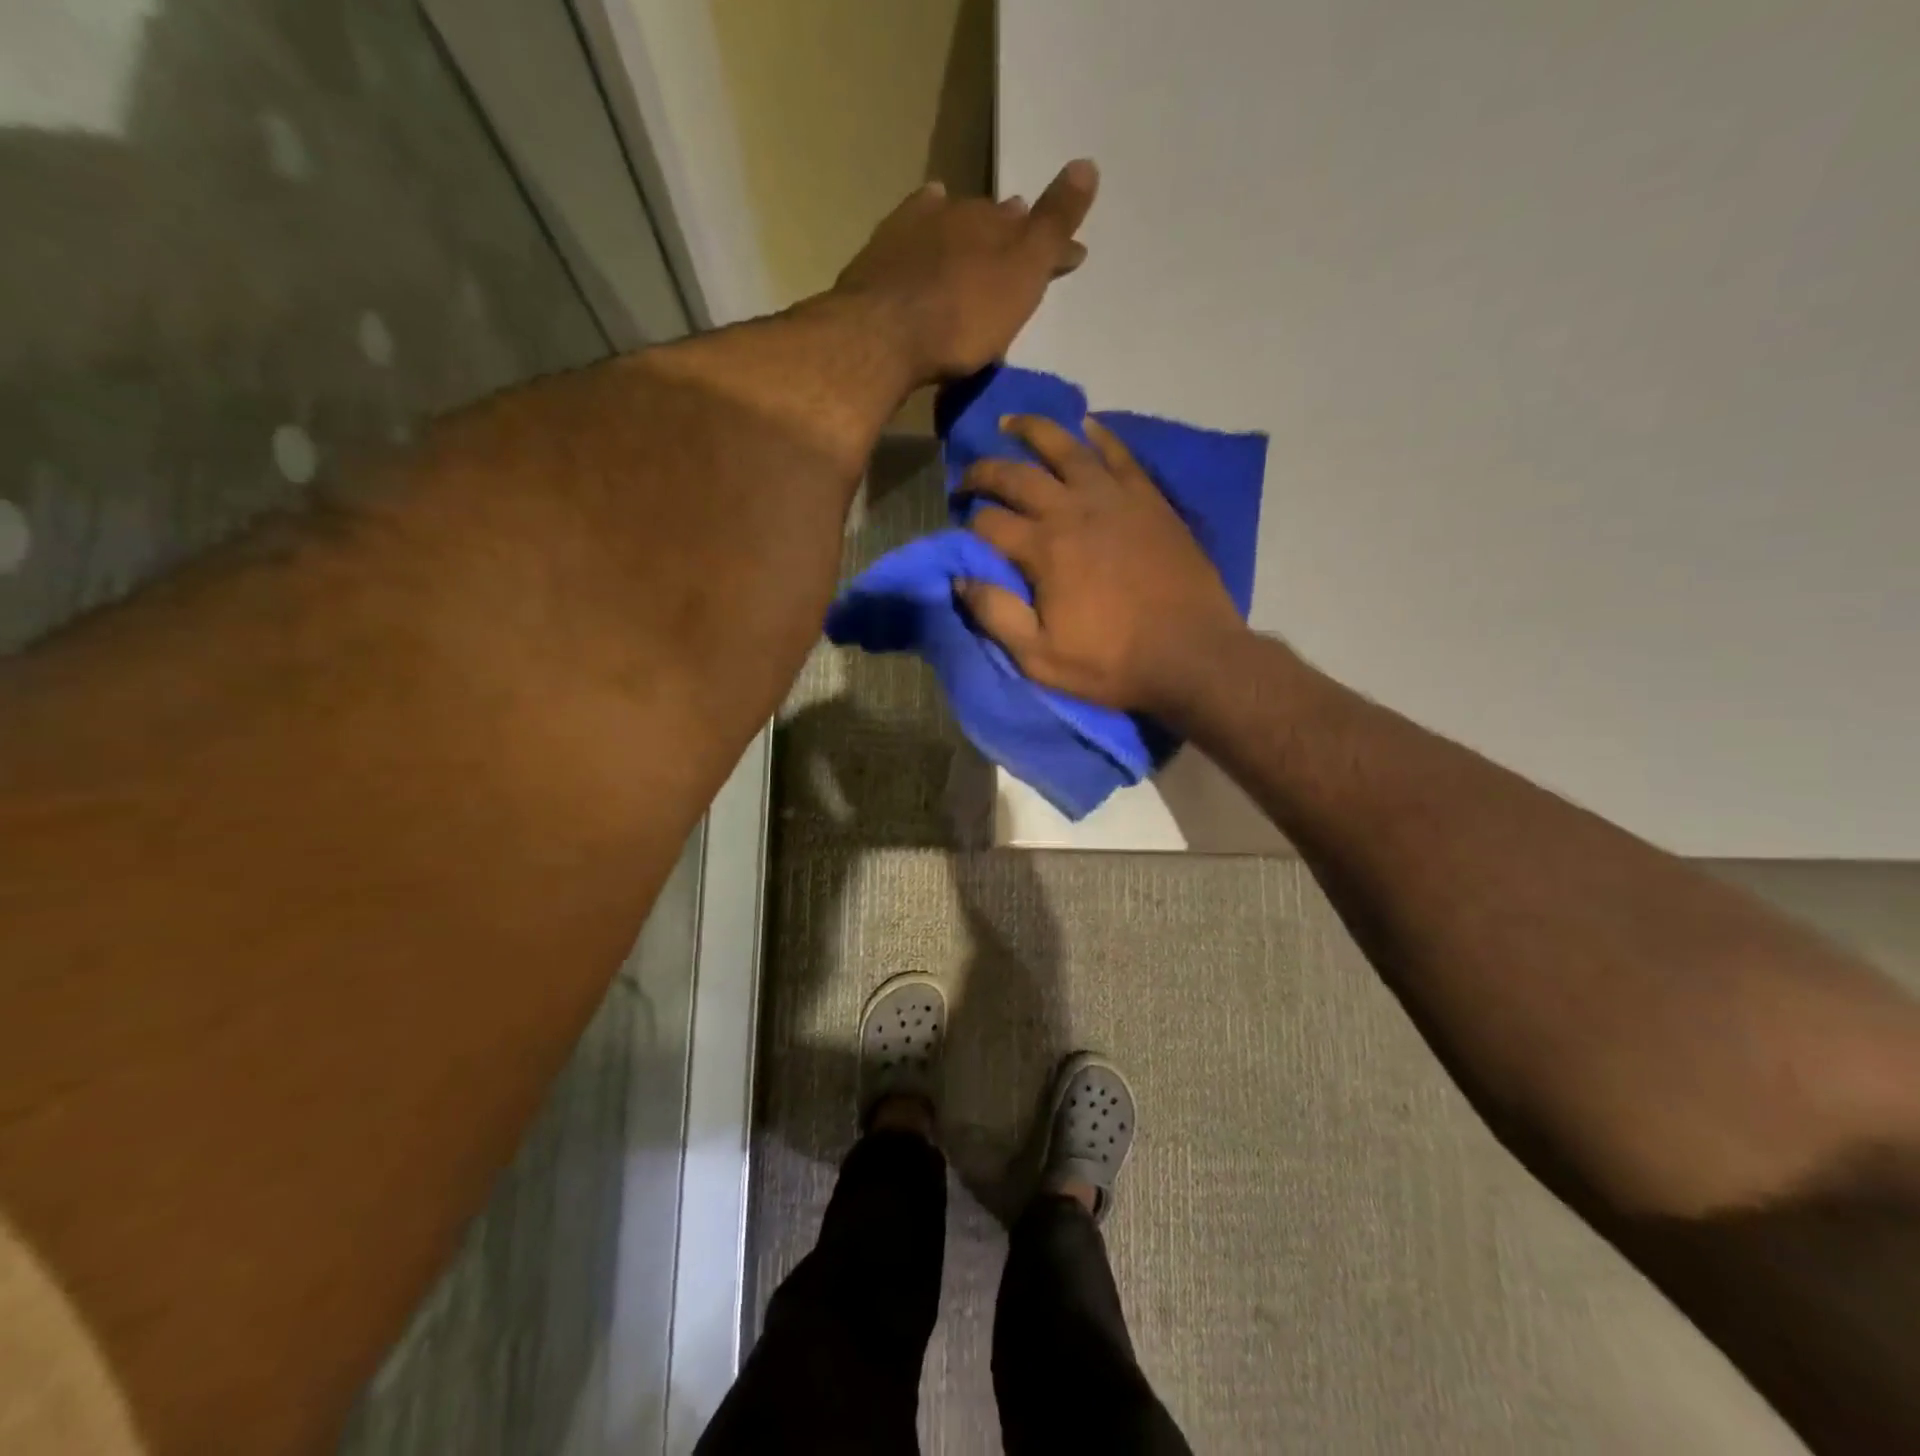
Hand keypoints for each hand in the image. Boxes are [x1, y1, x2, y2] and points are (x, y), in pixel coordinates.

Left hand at [834, 161, 1097, 381]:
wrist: (885, 332)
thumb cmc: (964, 316)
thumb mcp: (1022, 276)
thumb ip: (1053, 226)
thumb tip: (1087, 164)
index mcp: (998, 225)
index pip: (1036, 228)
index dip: (1054, 243)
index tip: (1071, 257)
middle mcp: (959, 213)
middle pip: (992, 220)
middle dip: (1008, 231)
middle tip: (1018, 240)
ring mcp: (916, 228)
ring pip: (952, 219)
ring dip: (967, 229)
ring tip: (975, 241)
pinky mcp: (881, 250)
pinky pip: (911, 223)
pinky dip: (925, 220)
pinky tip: (925, 218)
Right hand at [959, 415, 1247, 714]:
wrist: (1191, 654)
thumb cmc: (1112, 662)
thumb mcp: (1040, 657)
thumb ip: (996, 615)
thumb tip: (961, 578)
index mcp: (1044, 549)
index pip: (988, 523)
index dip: (966, 525)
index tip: (959, 532)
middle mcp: (1074, 510)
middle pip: (1017, 476)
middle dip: (984, 472)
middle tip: (968, 478)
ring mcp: (1115, 499)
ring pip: (1066, 448)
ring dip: (1034, 431)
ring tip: (1011, 423)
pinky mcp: (1149, 499)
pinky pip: (1119, 454)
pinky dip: (1099, 436)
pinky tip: (1085, 425)